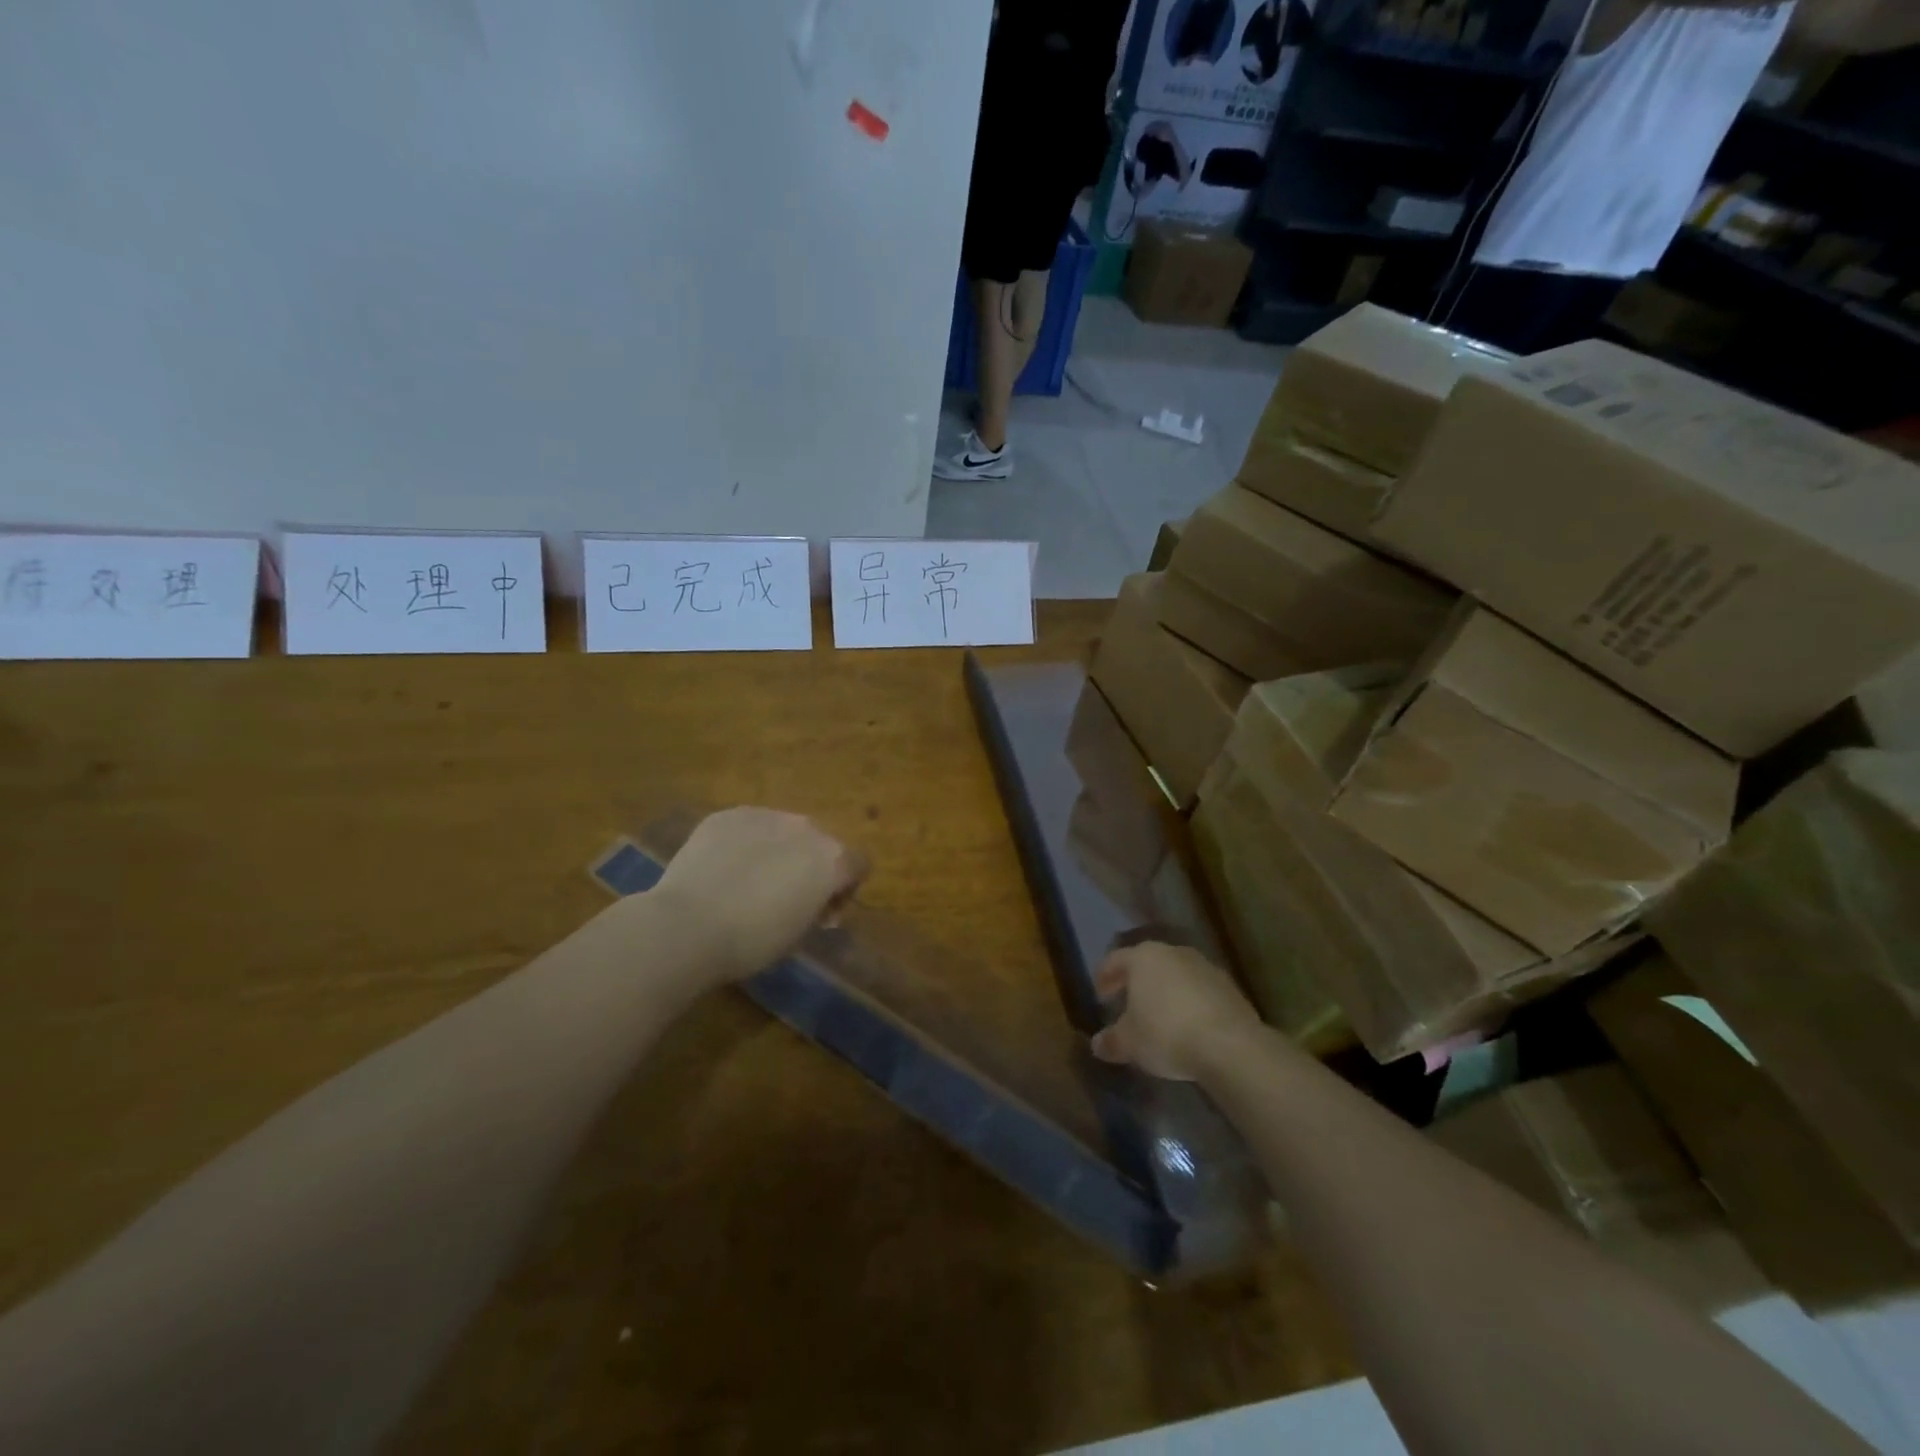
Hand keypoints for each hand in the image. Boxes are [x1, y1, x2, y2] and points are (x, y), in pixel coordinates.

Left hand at [652, 807, 866, 983]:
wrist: (688, 926)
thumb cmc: (753, 941)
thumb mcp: (800, 933)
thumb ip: (817, 907)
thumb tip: (813, 899)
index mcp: (831, 859)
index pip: (858, 863)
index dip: (845, 887)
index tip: (823, 912)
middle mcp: (805, 828)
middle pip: (821, 843)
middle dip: (811, 865)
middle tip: (786, 897)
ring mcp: (765, 815)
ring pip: (783, 830)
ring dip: (778, 850)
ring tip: (749, 880)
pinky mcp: (728, 815)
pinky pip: (748, 827)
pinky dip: (744, 844)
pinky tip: (722, 870)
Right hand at [1090, 942, 1259, 1081]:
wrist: (1229, 1045)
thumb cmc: (1166, 1033)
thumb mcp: (1129, 1043)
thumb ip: (1111, 1041)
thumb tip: (1097, 1045)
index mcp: (1143, 957)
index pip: (1115, 960)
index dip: (1104, 977)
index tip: (1100, 995)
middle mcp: (1173, 953)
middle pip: (1148, 963)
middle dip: (1136, 982)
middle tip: (1127, 1002)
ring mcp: (1205, 967)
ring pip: (1176, 975)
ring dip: (1165, 991)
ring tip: (1159, 1016)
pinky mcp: (1230, 987)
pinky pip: (1200, 990)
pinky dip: (1189, 1002)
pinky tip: (1188, 1025)